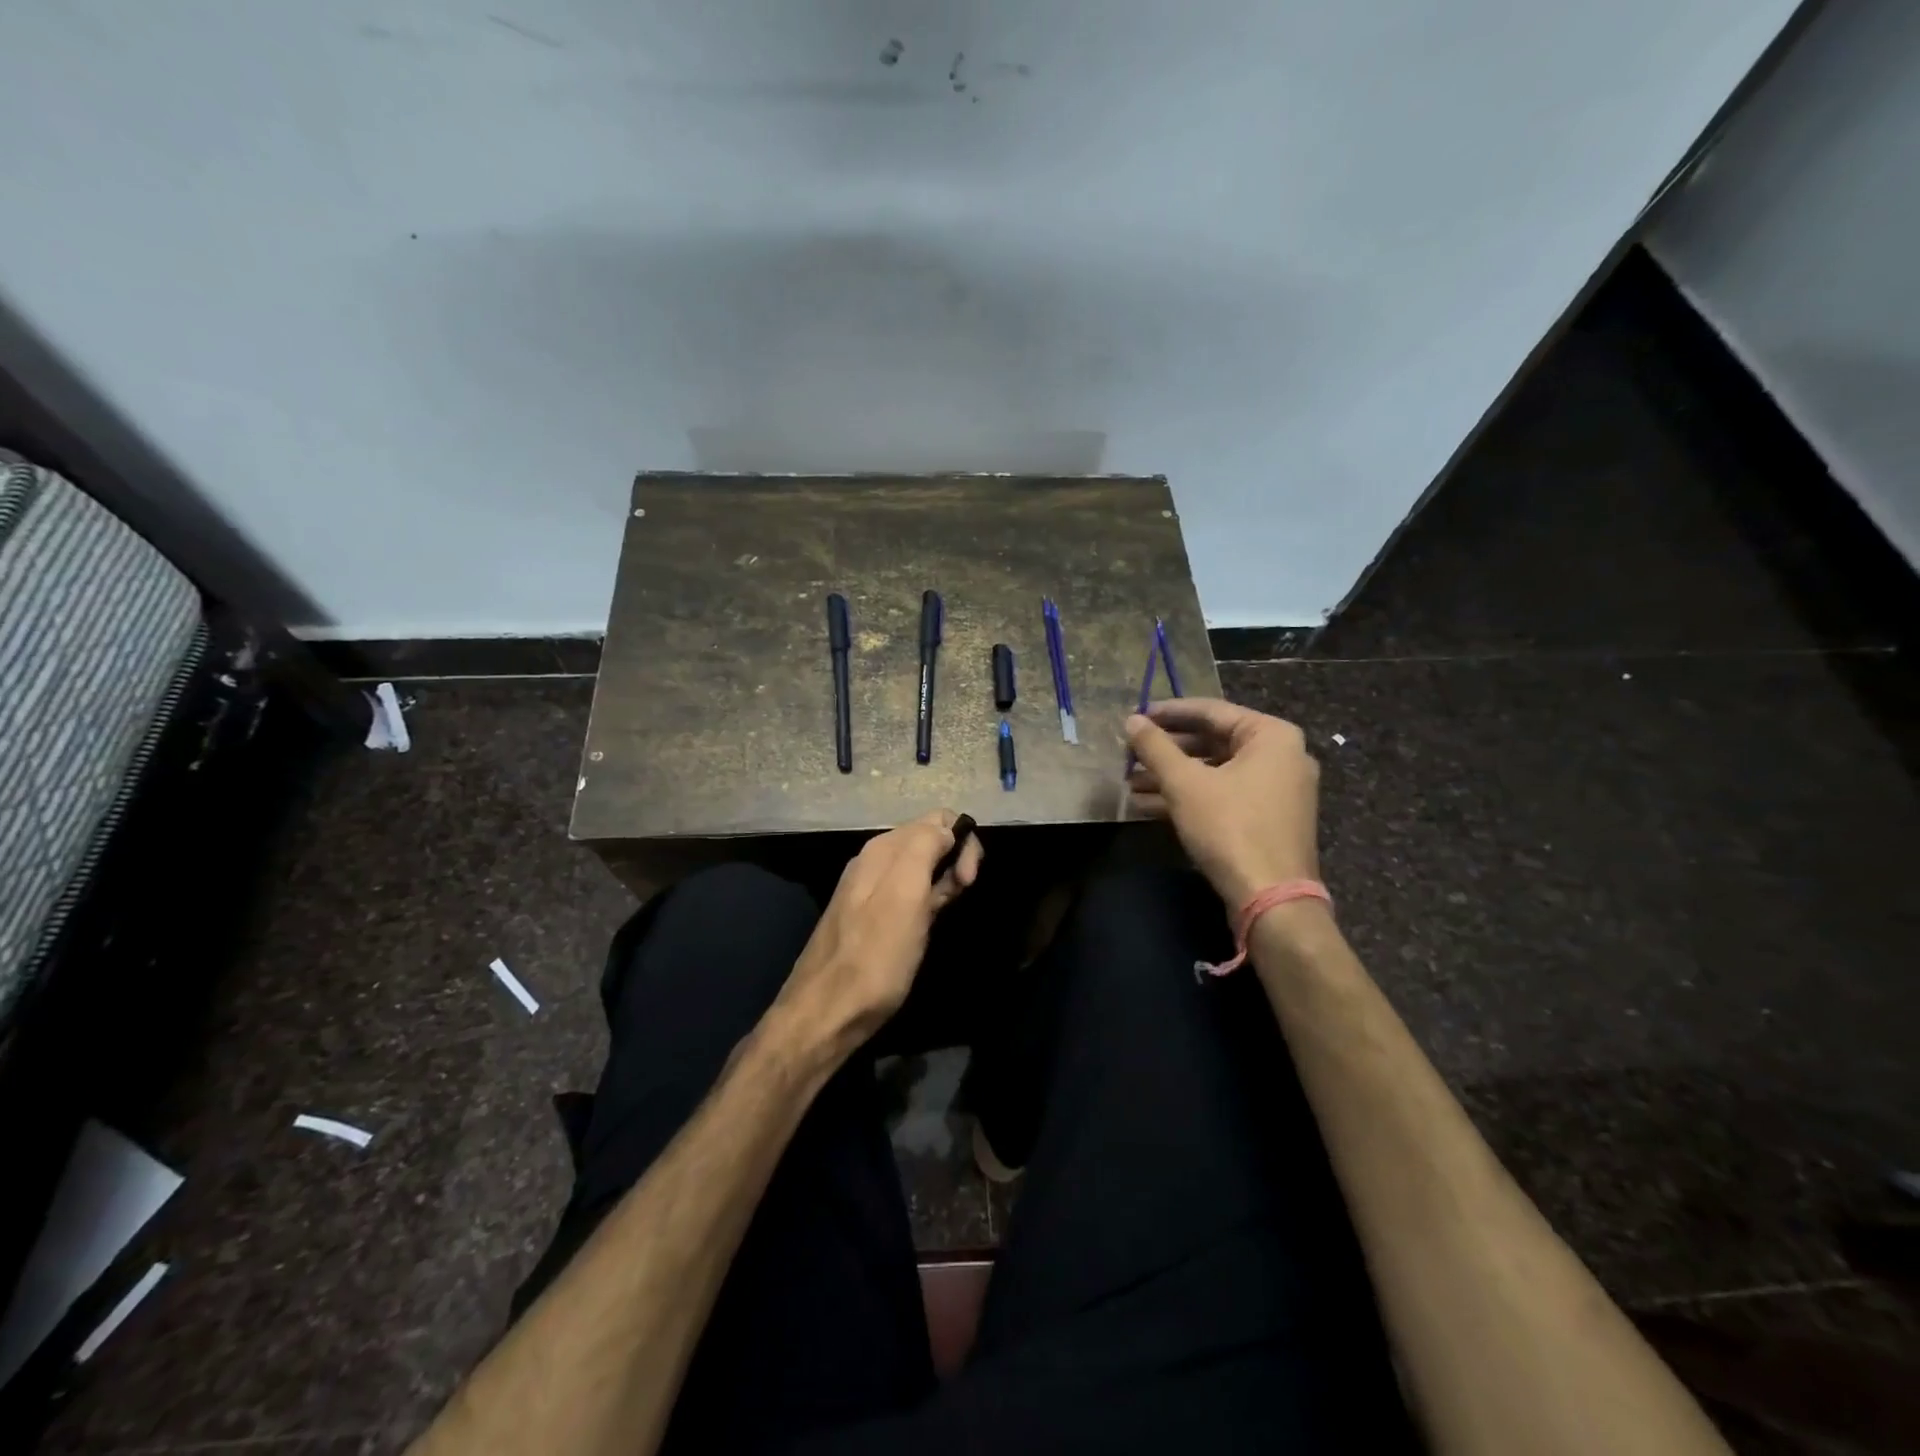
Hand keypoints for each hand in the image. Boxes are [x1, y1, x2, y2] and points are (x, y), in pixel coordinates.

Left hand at [775, 809, 983, 1053]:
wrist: (827, 1013)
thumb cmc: (875, 956)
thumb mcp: (905, 894)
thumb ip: (925, 848)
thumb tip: (947, 829)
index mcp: (883, 849)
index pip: (936, 819)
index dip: (962, 841)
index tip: (970, 879)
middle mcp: (875, 861)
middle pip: (929, 839)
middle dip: (956, 857)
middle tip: (965, 892)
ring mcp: (872, 889)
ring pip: (922, 866)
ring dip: (946, 878)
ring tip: (951, 908)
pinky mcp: (875, 917)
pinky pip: (911, 892)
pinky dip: (930, 897)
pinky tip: (934, 918)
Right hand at [1125, 699, 1320, 907]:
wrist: (1271, 899)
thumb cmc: (1230, 828)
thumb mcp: (1184, 784)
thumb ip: (1155, 748)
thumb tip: (1131, 721)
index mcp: (1271, 736)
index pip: (1211, 711)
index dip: (1168, 713)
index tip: (1135, 717)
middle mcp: (1281, 756)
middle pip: (1213, 742)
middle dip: (1167, 751)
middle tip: (1130, 752)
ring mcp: (1277, 790)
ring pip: (1215, 772)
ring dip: (1172, 777)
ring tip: (1130, 782)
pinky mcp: (1267, 819)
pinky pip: (1224, 795)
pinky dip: (1190, 797)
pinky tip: (1148, 805)